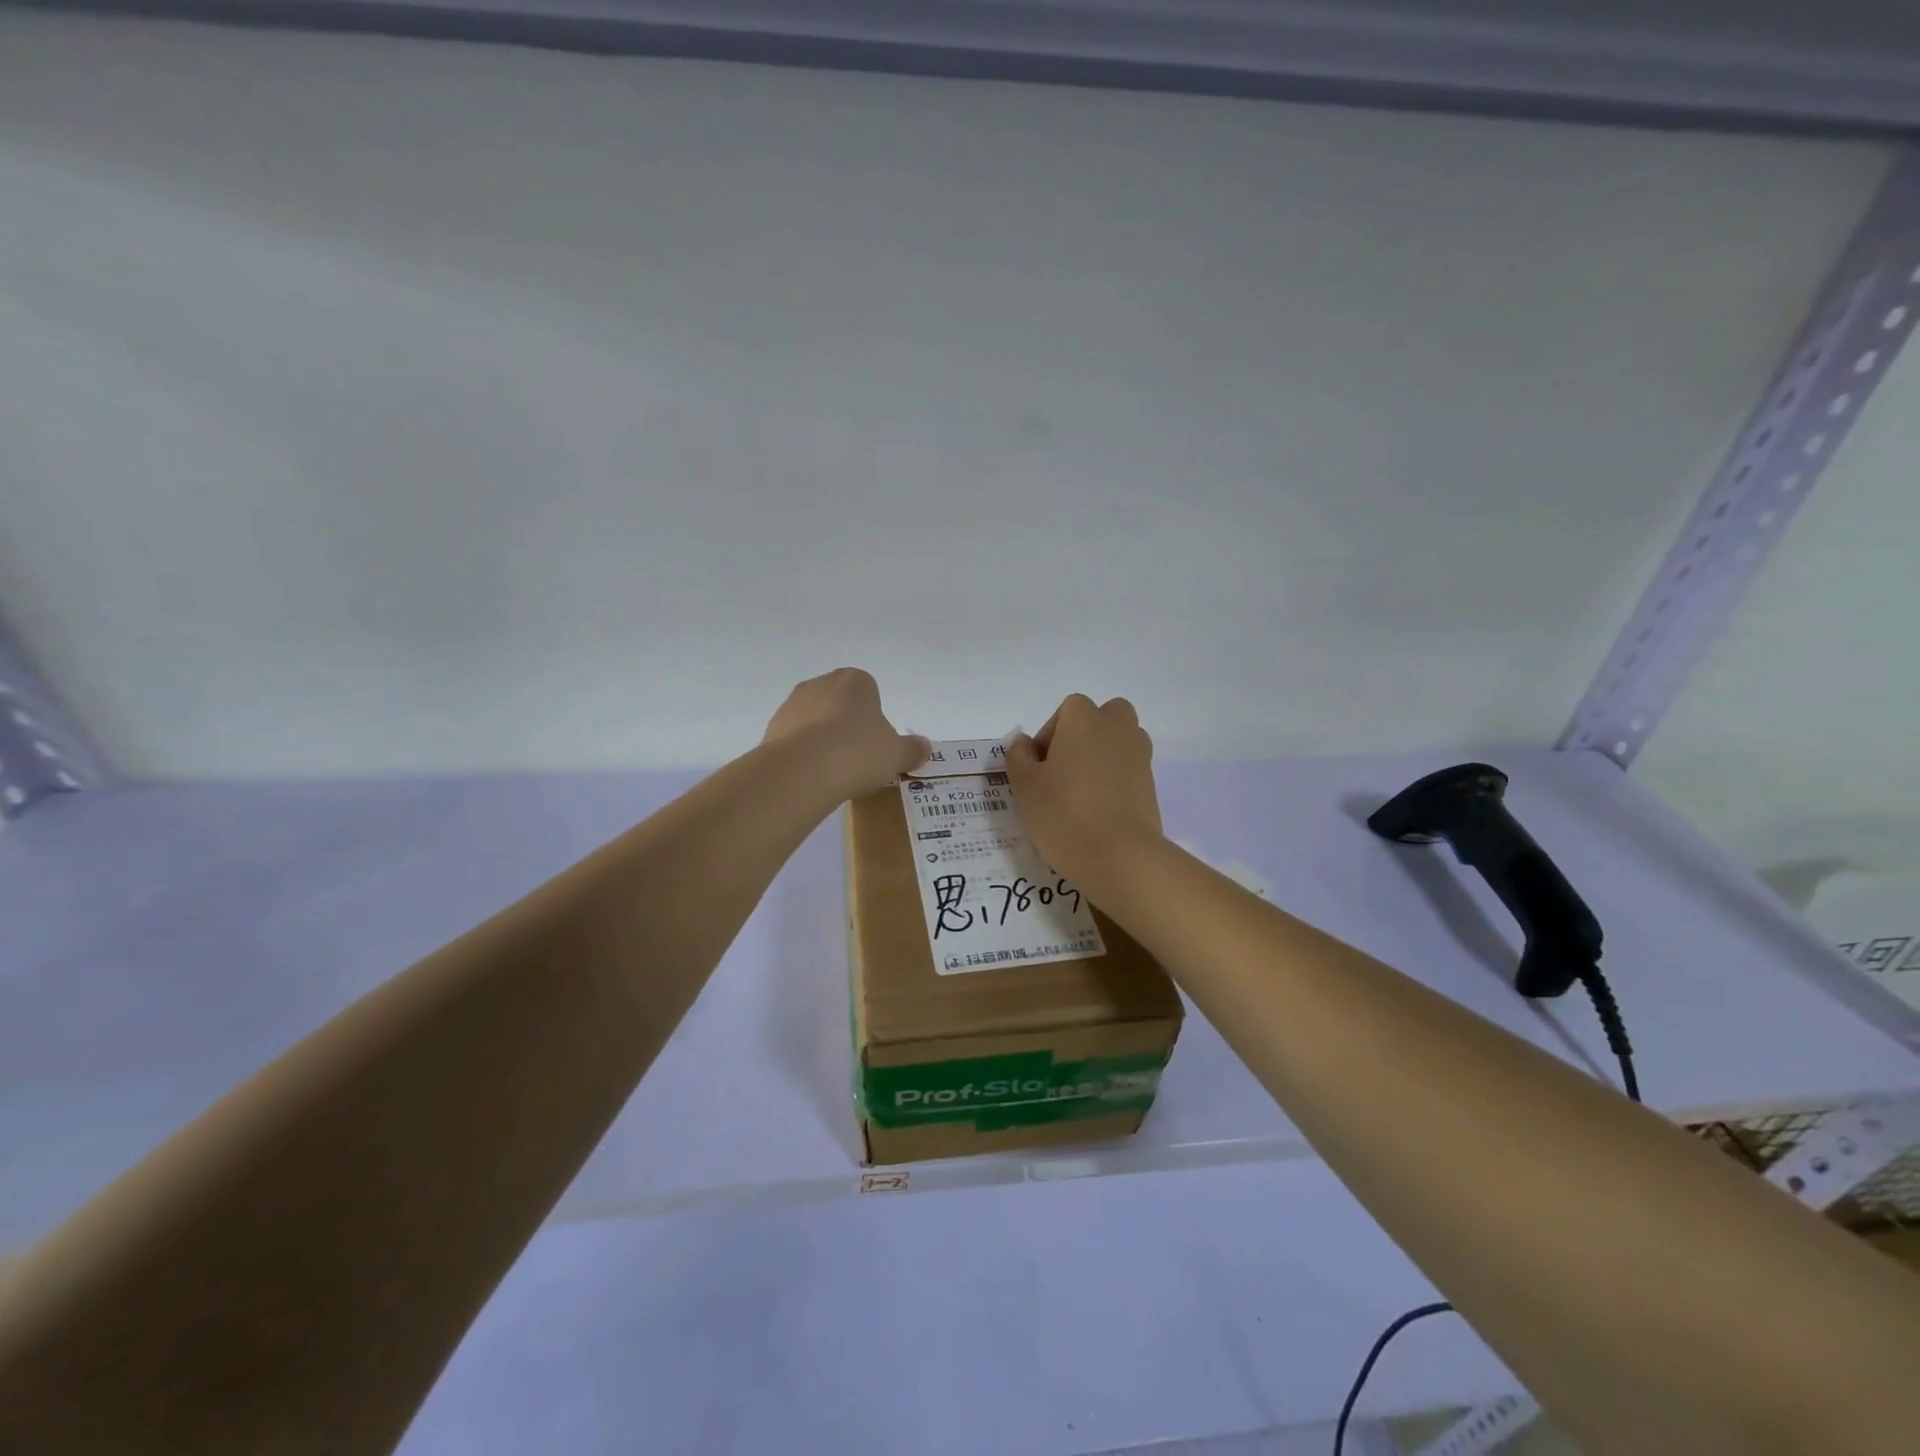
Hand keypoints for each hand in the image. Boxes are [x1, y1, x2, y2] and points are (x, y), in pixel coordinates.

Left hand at [763, 668, 927, 803]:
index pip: (868, 690)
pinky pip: (794, 740)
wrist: (804, 770)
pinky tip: (811, 777)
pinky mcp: (772, 729)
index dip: (873, 716)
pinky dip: (803, 754)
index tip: (875, 742)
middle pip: (838, 703)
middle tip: (857, 757)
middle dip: (845, 725)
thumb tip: (926, 747)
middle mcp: (820, 684)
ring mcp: (792, 704)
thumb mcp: (896, 755)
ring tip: (833, 772)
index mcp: (855, 681)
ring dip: (822, 739)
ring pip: (814, 720)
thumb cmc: (859, 752)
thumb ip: (912, 750)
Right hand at [1006, 694, 1161, 890]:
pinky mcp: (1152, 785)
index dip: (1050, 735)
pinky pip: (1130, 770)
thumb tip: (1025, 743)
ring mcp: (1140, 756)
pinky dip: (1116, 780)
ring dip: (1103, 755)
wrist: (1119, 856)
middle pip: (1104, 716)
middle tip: (1064, 769)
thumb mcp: (1025, 786)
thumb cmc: (1064, 813)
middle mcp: (1117, 728)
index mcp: (1084, 719)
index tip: (1039, 767)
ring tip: (1082, 791)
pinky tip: (1099, 810)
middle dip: (1085, 735)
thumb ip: (1019, 757)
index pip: (1067, 710)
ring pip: (1121, 741)